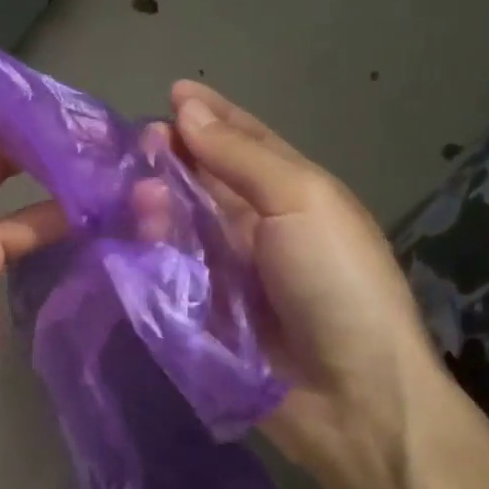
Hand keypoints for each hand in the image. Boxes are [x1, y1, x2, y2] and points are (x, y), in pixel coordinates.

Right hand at [168, 81, 453, 488]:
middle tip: (140, 144)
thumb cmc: (336, 281)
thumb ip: (240, 156)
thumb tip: (187, 108)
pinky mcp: (205, 311)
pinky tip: (137, 229)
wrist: (352, 395)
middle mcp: (263, 226)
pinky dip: (154, 246)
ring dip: (160, 200)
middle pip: (208, 180)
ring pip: (184, 221)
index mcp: (297, 193)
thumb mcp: (301, 201)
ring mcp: (233, 271)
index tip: (171, 93)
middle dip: (176, 156)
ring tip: (139, 190)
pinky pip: (171, 267)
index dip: (212, 115)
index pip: (248, 142)